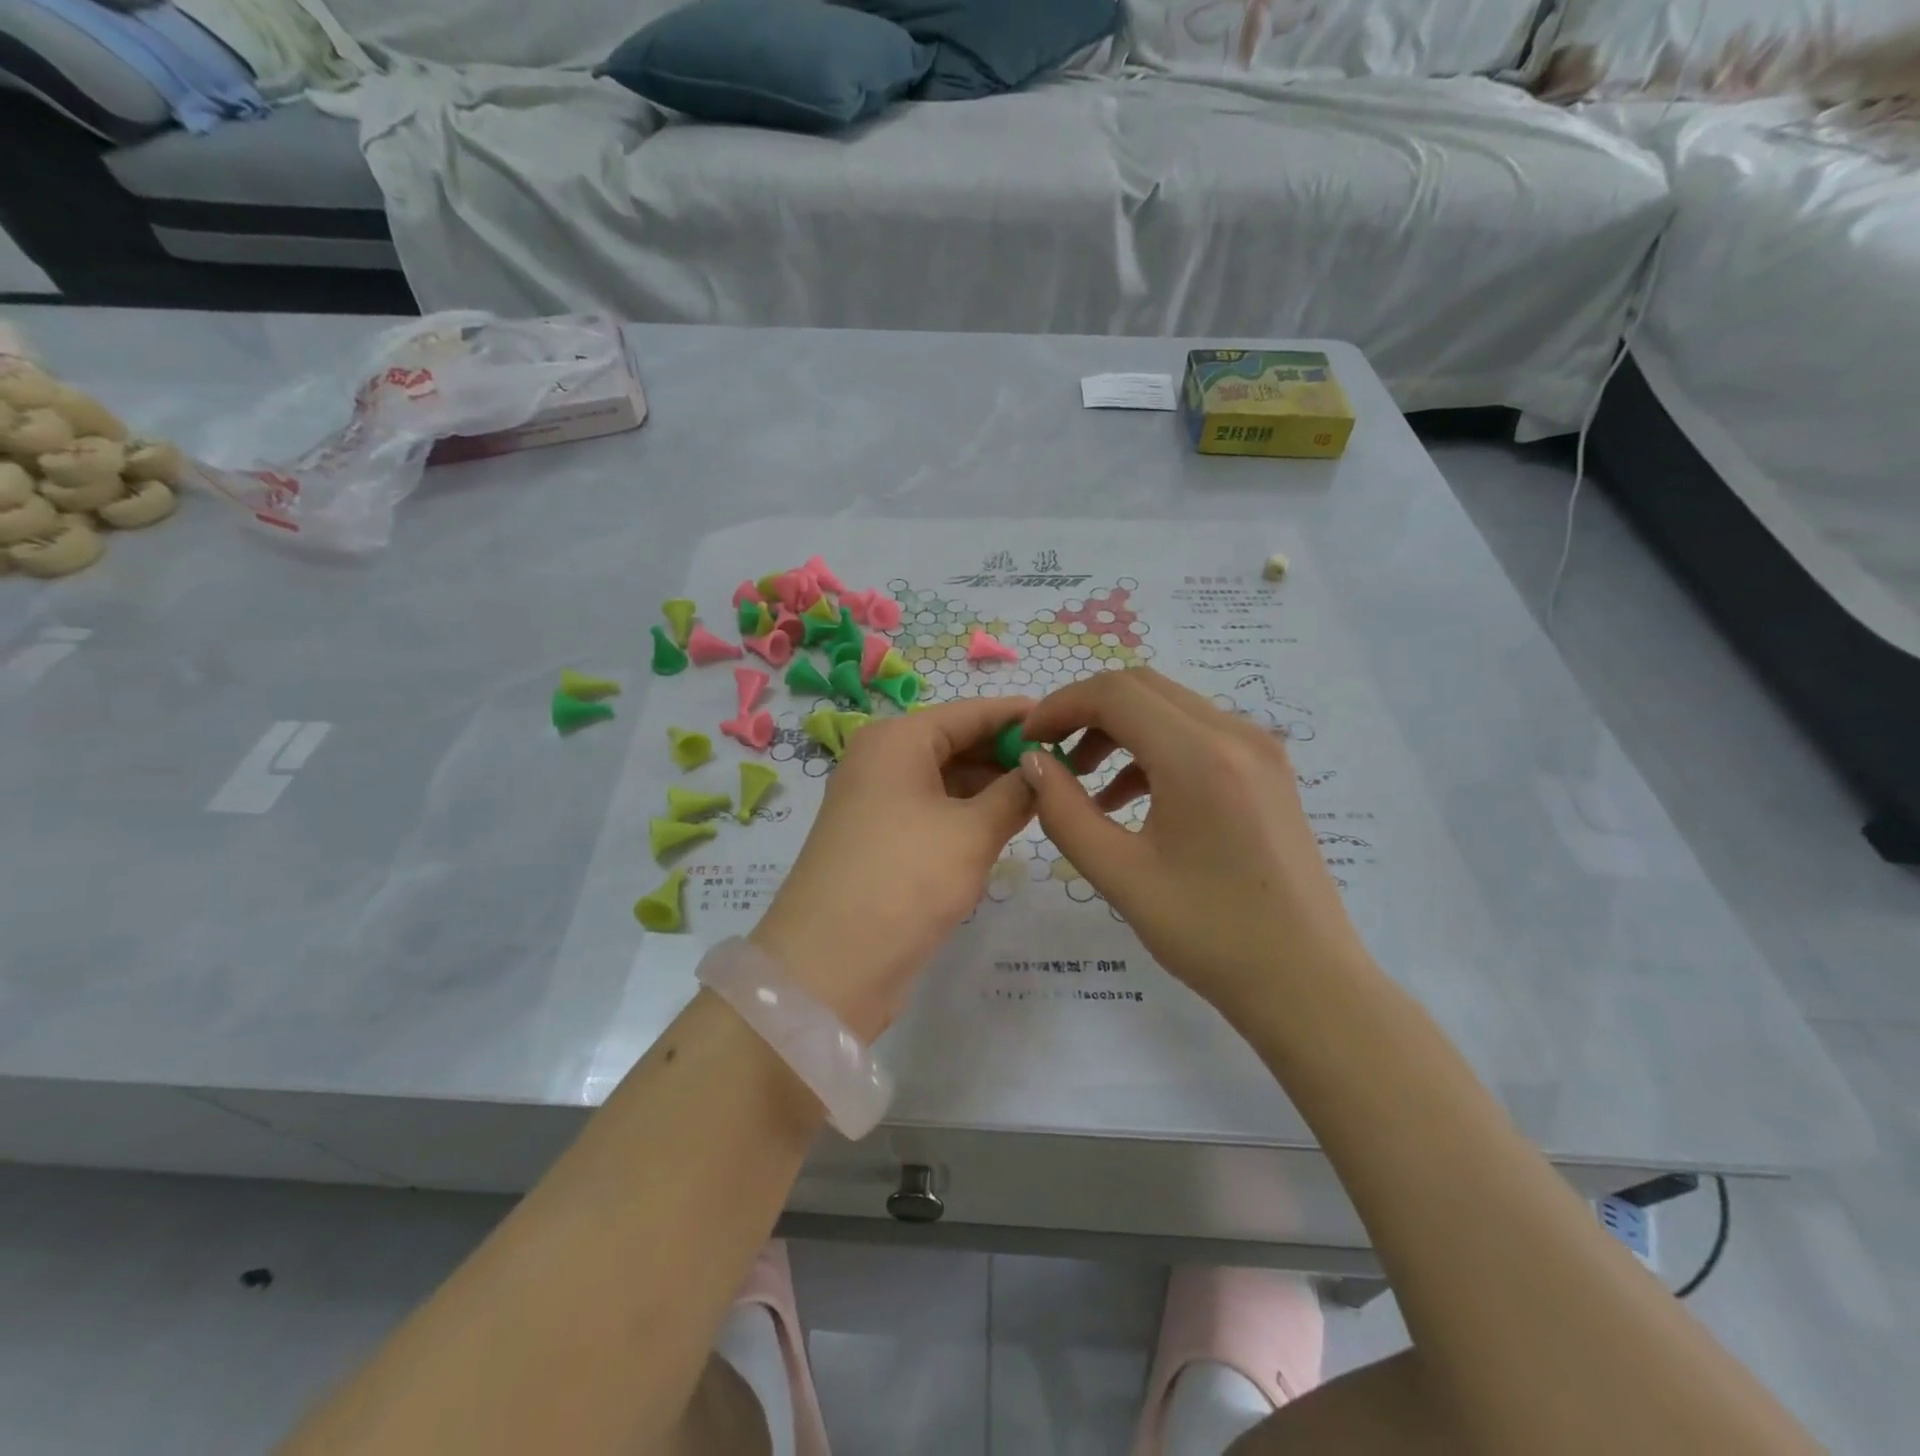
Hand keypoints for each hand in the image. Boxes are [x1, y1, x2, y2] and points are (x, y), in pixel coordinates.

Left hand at [751, 697, 1036, 1041]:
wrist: (831, 964)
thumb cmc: (906, 878)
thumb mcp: (972, 832)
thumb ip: (1015, 793)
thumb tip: (1043, 768)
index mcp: (898, 740)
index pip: (970, 712)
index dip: (1018, 716)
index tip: (1067, 723)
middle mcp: (883, 761)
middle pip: (957, 743)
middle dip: (1007, 755)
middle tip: (1066, 768)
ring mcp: (878, 802)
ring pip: (947, 780)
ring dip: (992, 787)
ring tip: (1047, 796)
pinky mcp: (881, 840)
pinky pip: (934, 811)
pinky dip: (969, 814)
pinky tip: (1008, 824)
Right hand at [1018, 669, 1370, 1024]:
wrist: (1306, 982)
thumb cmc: (1209, 934)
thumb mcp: (1120, 875)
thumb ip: (1064, 811)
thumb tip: (1033, 763)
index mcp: (1199, 755)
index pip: (1114, 693)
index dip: (1060, 706)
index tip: (1026, 740)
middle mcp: (1235, 733)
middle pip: (1142, 688)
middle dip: (1086, 711)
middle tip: (1050, 753)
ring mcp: (1259, 748)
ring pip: (1170, 708)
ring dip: (1119, 729)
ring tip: (1083, 781)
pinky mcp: (1267, 769)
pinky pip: (1197, 735)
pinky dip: (1153, 749)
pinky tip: (1128, 799)